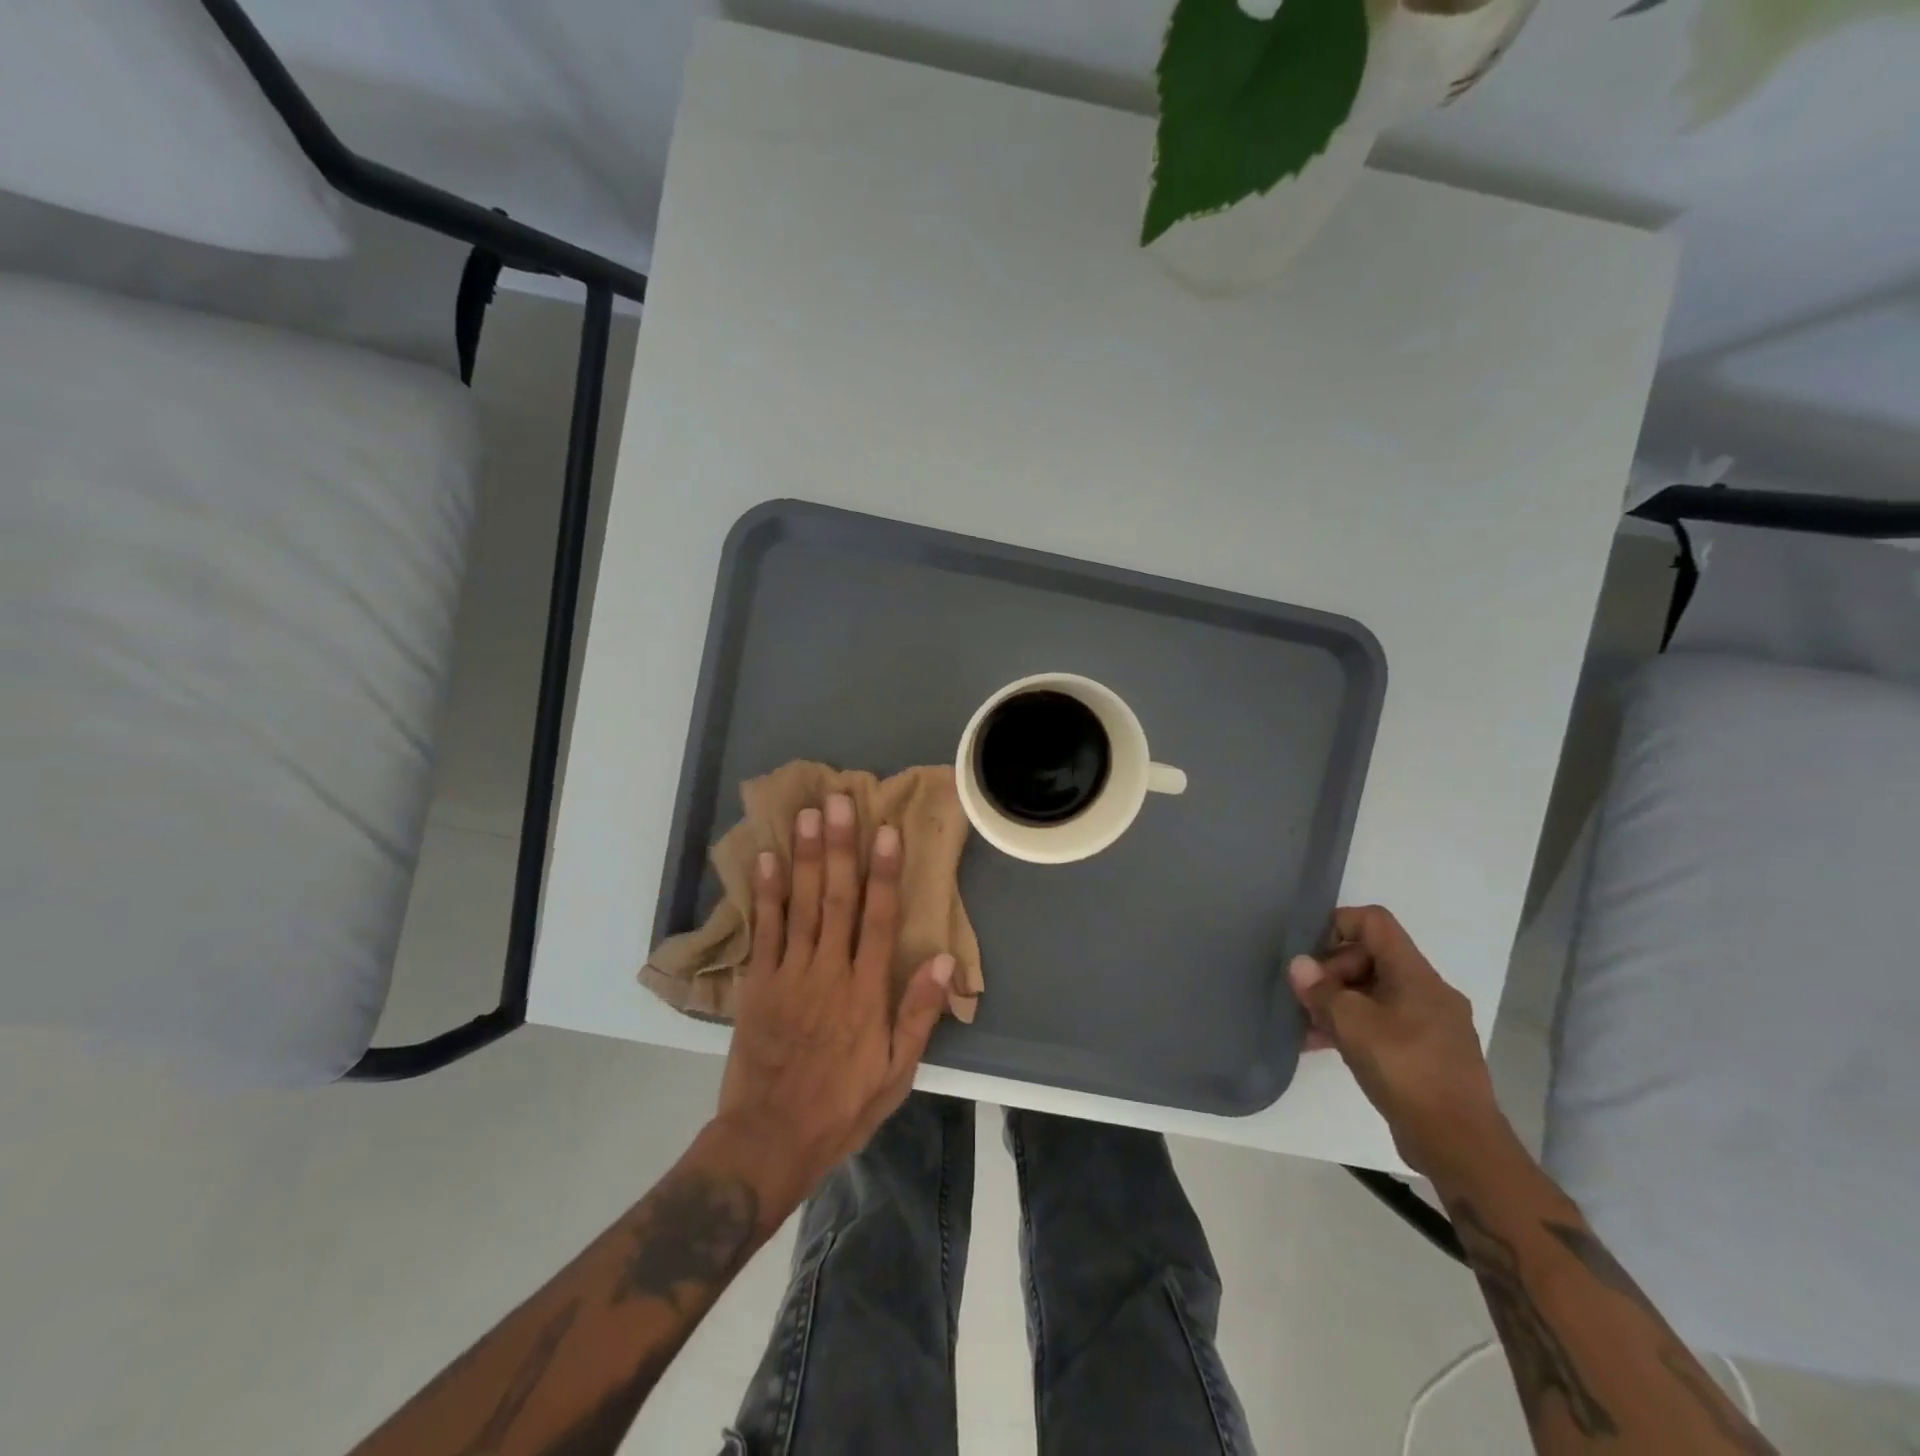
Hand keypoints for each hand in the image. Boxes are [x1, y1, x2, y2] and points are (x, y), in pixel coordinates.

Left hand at [713, 792, 954, 1218]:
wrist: (770, 1140)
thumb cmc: (842, 1106)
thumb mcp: (896, 1072)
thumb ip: (918, 1013)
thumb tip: (943, 961)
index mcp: (866, 991)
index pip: (879, 919)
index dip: (884, 872)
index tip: (886, 831)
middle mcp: (828, 972)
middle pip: (837, 899)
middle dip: (841, 847)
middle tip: (841, 801)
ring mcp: (789, 974)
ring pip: (800, 905)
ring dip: (805, 857)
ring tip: (808, 814)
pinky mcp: (758, 984)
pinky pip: (764, 931)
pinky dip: (766, 894)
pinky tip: (767, 860)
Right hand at [1288, 906, 1511, 1183]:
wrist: (1460, 1145)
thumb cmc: (1406, 1070)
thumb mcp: (1352, 1024)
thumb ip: (1321, 991)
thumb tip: (1299, 965)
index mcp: (1416, 974)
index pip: (1375, 922)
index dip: (1337, 925)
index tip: (1310, 955)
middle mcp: (1429, 991)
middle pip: (1371, 957)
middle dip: (1332, 973)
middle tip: (1306, 1001)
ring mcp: (1431, 1024)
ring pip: (1375, 994)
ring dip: (1339, 1004)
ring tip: (1307, 1027)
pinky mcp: (1428, 1053)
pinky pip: (1385, 1023)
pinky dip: (1355, 1027)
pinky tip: (1327, 1048)